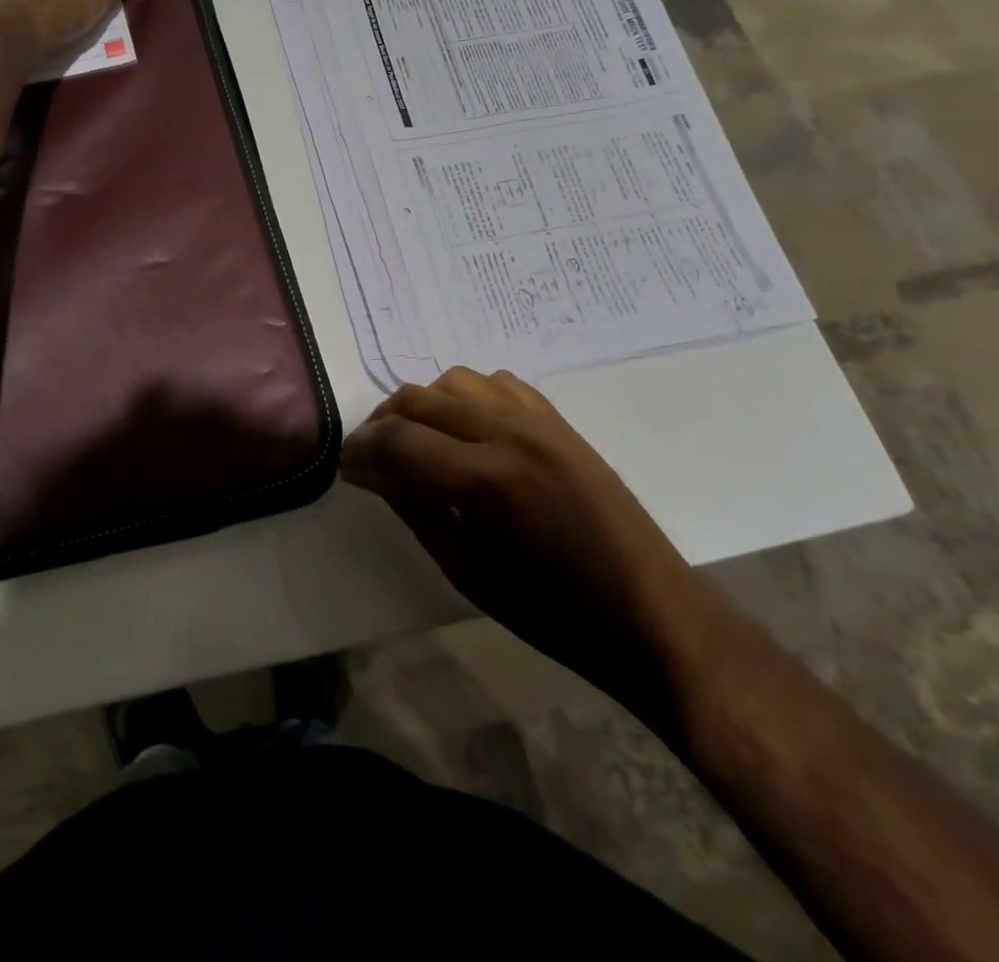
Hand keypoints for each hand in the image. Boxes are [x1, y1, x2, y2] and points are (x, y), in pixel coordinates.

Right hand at [342, 367, 709, 719]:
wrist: (652, 616)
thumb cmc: (554, 614)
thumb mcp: (467, 571)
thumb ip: (413, 508)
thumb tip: (368, 471)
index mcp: (487, 481)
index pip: (399, 440)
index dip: (361, 450)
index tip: (346, 466)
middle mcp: (511, 434)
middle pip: (420, 399)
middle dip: (382, 423)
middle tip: (371, 456)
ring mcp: (541, 422)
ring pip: (456, 381)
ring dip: (424, 404)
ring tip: (417, 439)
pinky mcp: (561, 423)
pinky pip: (499, 385)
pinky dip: (469, 399)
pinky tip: (467, 431)